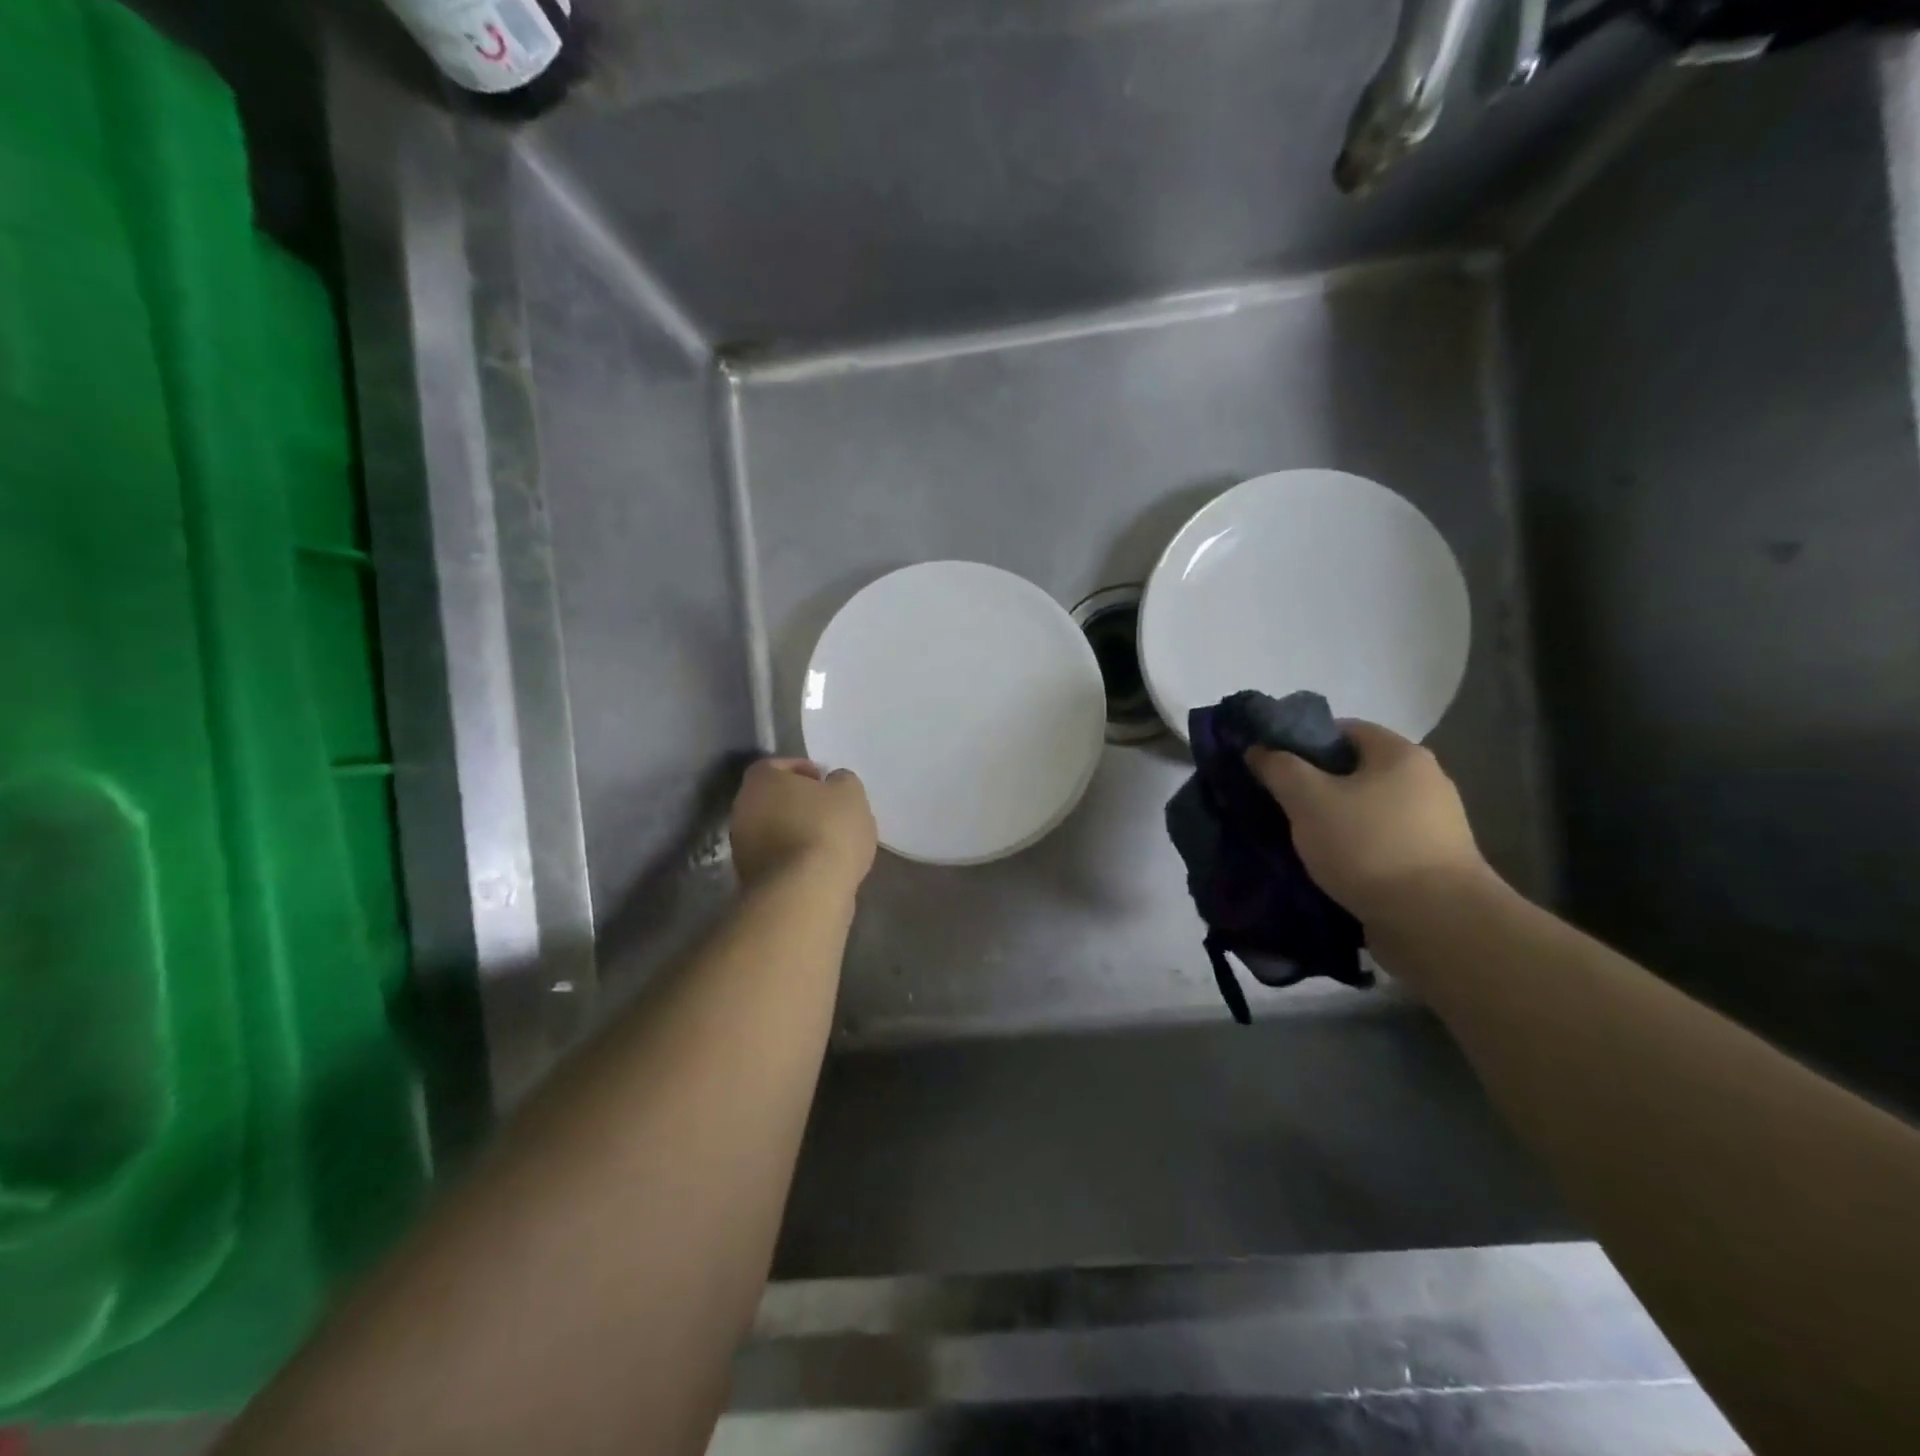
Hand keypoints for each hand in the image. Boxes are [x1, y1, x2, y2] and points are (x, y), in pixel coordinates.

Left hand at [730, 758, 877, 893]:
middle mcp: (742, 809)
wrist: (805, 893)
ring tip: (828, 841)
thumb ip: (842, 781)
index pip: (776, 765)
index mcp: (761, 780)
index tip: (824, 780)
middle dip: (798, 802)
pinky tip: (819, 865)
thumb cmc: (828, 830)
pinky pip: (775, 858)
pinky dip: (793, 857)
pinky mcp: (750, 878)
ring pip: (772, 830)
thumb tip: (833, 783)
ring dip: (795, 831)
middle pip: (771, 798)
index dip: (801, 769)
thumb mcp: (850, 793)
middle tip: (827, 810)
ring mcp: (742, 847)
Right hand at [1247, 721, 1492, 923]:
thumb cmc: (1368, 846)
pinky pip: (1382, 840)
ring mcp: (1435, 823)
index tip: (1273, 766)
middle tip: (1281, 804)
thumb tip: (1259, 749)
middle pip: (1356, 770)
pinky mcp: (1434, 861)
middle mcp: (1426, 780)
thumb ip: (1280, 769)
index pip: (1344, 729)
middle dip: (1316, 784)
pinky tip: (1332, 865)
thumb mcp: (1308, 800)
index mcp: (1400, 754)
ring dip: (1335, 819)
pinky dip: (1355, 847)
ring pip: (1367, 808)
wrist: (1435, 922)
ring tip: (1300, 839)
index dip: (1303, 741)